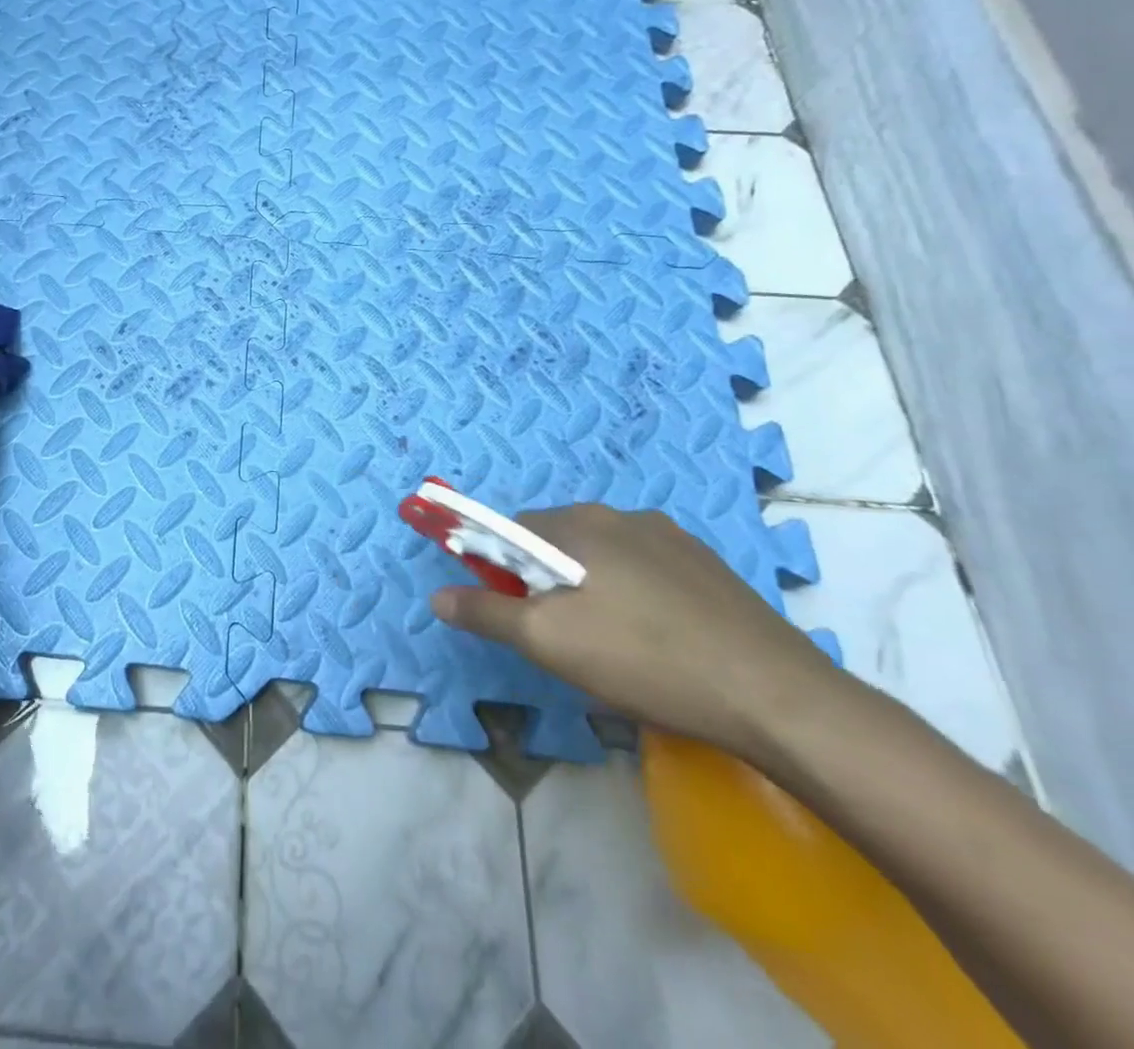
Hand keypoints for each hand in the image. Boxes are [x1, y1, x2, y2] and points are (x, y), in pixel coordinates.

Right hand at [430, 504, 835, 756]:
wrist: (778, 698)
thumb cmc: (643, 659)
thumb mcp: (547, 642)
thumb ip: (485, 612)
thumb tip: (438, 597)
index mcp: (578, 524)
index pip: (510, 530)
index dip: (499, 569)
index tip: (513, 613)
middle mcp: (622, 516)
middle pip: (556, 542)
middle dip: (545, 582)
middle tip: (562, 638)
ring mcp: (673, 539)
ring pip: (603, 558)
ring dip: (591, 589)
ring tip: (614, 646)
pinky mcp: (710, 568)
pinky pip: (647, 571)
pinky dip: (634, 596)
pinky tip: (658, 642)